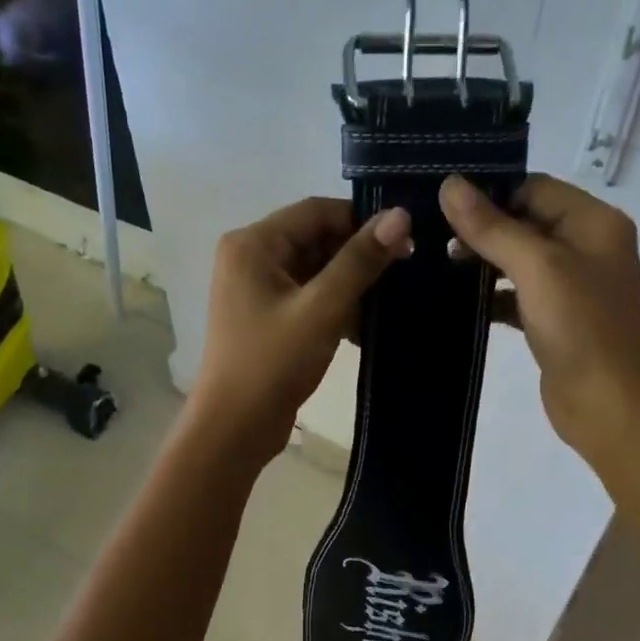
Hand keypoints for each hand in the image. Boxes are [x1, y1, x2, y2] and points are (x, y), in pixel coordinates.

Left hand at [191, 197, 411, 466]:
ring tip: (390, 302)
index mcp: (253, 244)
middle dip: (357, 257)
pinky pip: (309, 297)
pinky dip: (335, 307)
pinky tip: (365, 327)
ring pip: (316, 271)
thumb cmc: (272, 363)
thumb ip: (360, 261)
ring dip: (350, 285)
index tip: (404, 243)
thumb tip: (400, 216)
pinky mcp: (268, 318)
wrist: (234, 429)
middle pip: (316, 239)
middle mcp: (251, 258)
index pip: (316, 211)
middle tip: (404, 274)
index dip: (362, 222)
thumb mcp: (322, 309)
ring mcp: (257, 290)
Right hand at [440, 174, 639, 471]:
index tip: (443, 204)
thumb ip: (492, 226)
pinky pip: (519, 294)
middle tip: (433, 237)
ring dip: (484, 261)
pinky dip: (493, 295)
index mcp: (595, 223)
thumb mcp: (535, 267)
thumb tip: (449, 184)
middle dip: (483, 228)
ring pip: (520, 259)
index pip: (535, 188)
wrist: (605, 404)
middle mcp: (589, 247)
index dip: (492, 193)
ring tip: (439, 264)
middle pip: (527, 221)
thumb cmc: (578, 327)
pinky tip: (460, 301)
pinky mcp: (557, 318)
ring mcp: (574, 285)